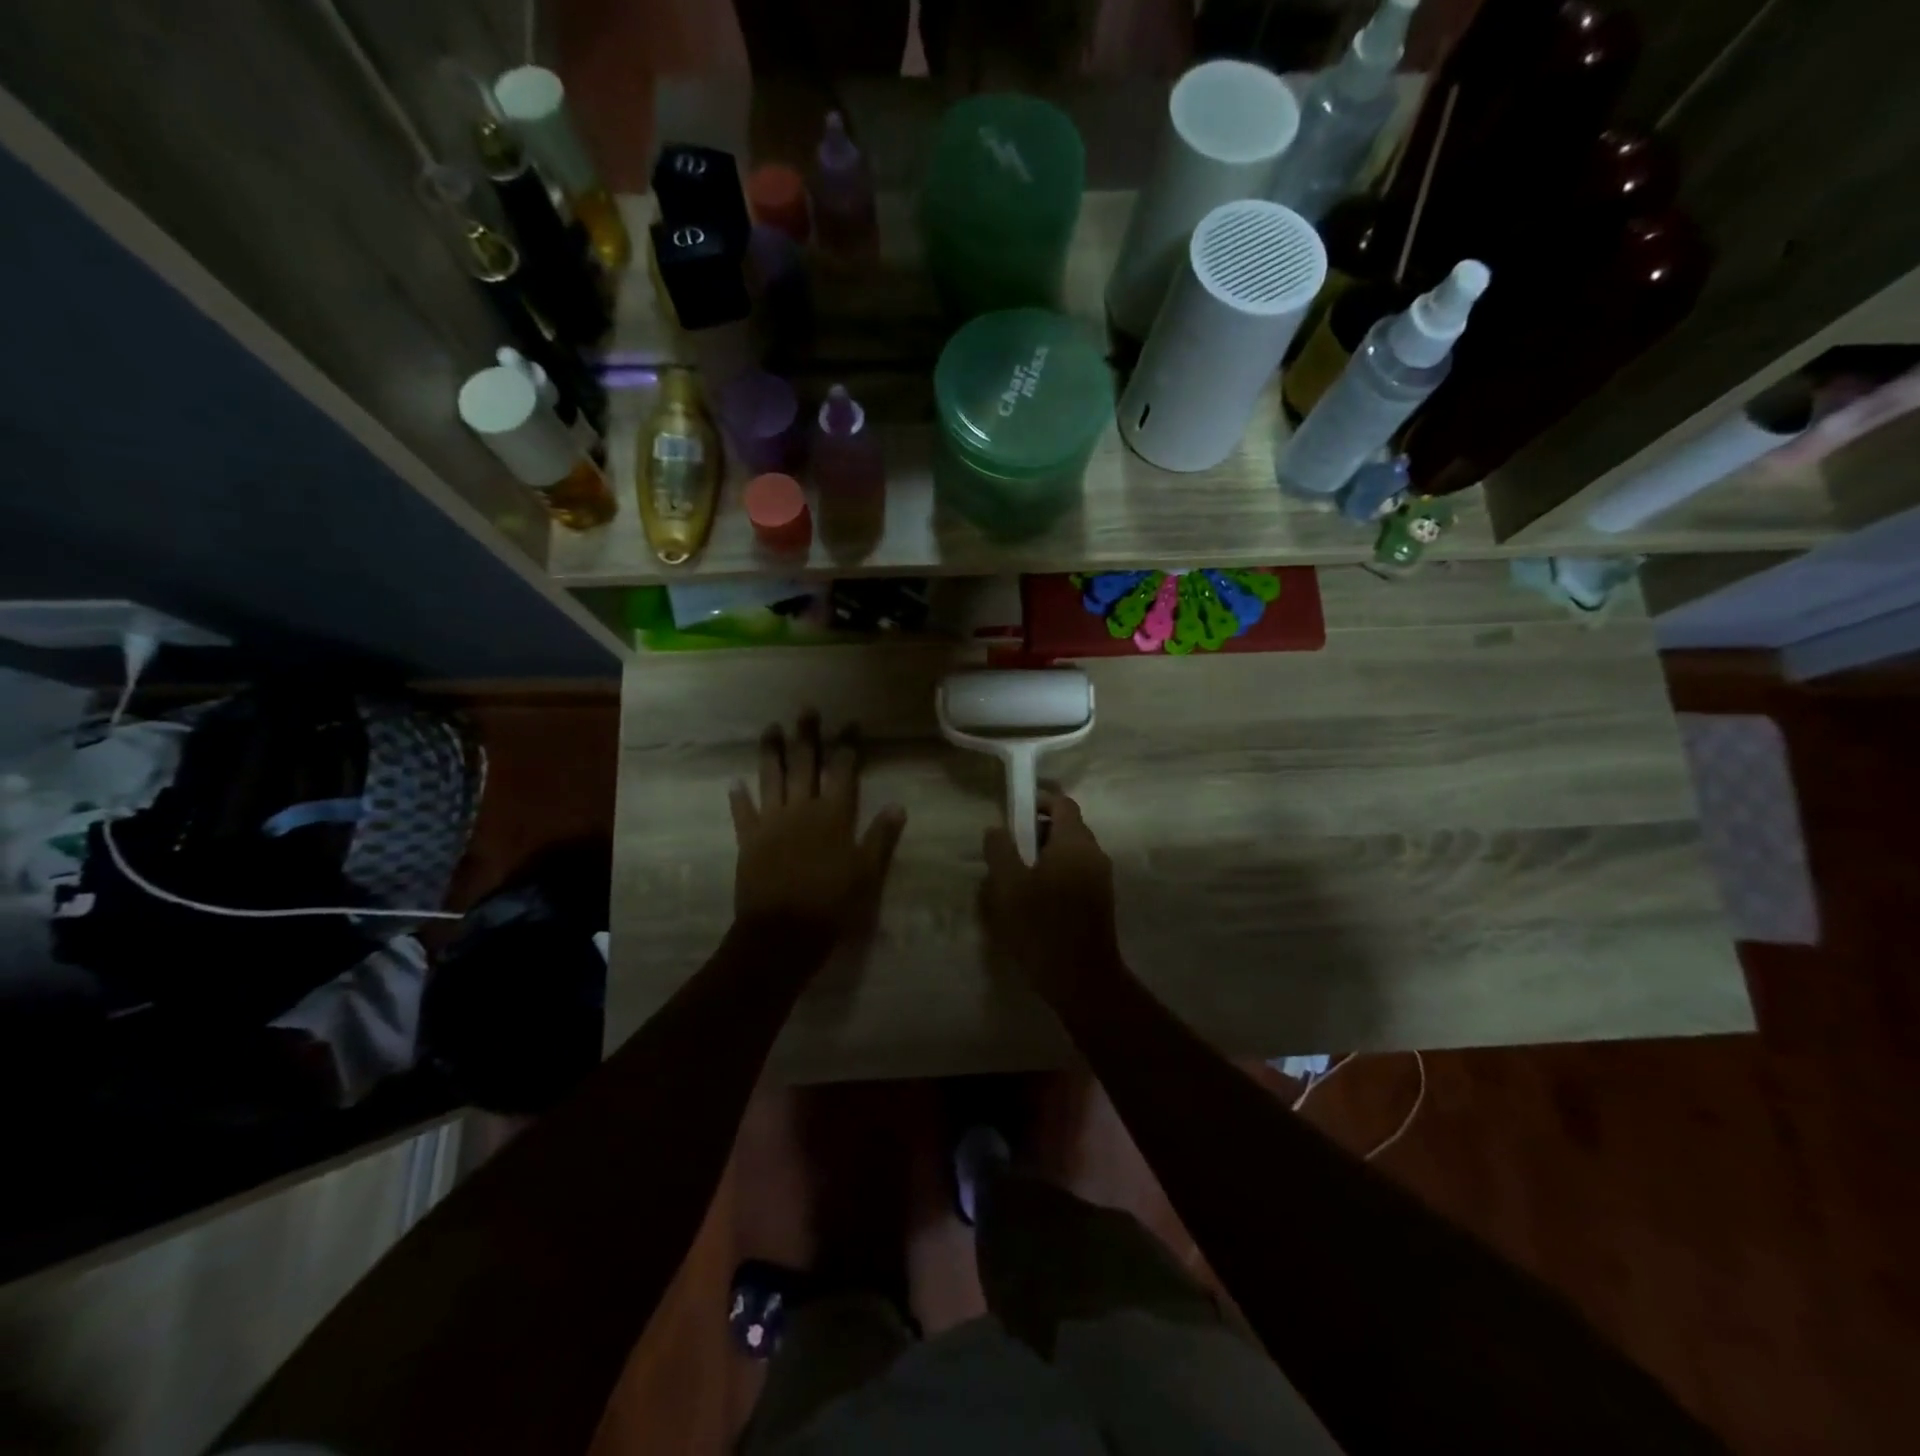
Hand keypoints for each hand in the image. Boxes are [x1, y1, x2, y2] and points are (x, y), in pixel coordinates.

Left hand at [729, 712, 906, 939]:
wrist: (782, 932)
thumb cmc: (832, 904)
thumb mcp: (867, 873)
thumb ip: (881, 837)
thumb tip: (898, 805)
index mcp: (833, 816)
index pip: (842, 771)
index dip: (847, 745)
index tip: (851, 724)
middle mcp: (802, 809)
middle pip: (804, 764)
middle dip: (807, 736)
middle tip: (807, 710)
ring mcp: (771, 822)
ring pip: (771, 778)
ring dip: (771, 752)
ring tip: (771, 729)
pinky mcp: (749, 840)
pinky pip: (743, 813)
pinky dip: (739, 797)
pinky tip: (734, 782)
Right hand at [981, 790, 1124, 996]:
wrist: (1081, 979)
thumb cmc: (1041, 926)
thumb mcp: (1008, 886)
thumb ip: (1000, 850)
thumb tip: (997, 829)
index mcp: (1074, 842)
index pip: (1062, 803)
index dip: (1038, 802)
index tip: (1014, 814)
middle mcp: (1094, 854)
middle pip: (1068, 826)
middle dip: (1038, 831)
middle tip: (1010, 849)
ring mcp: (1101, 878)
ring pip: (1072, 852)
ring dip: (1047, 854)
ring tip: (1019, 877)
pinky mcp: (1101, 900)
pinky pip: (1077, 872)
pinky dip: (1058, 873)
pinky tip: (1036, 898)